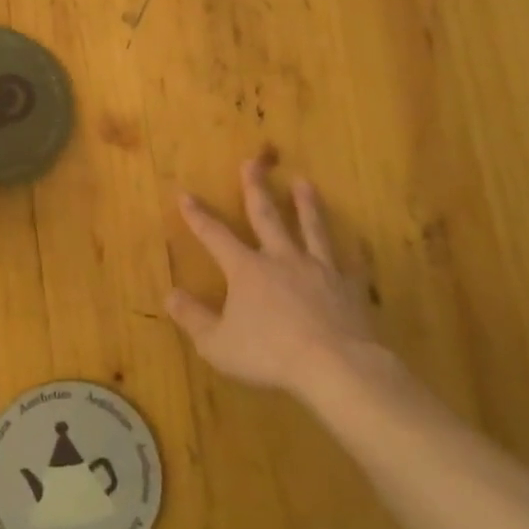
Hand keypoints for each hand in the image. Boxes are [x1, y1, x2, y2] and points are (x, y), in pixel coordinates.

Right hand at [167, 158, 393, 399]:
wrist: (334, 366)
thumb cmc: (269, 355)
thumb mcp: (217, 344)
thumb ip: (193, 318)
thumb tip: (171, 294)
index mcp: (247, 270)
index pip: (215, 235)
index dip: (198, 216)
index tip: (185, 193)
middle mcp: (282, 260)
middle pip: (266, 216)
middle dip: (256, 188)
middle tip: (253, 161)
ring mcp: (318, 270)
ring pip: (310, 230)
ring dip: (306, 205)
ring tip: (304, 183)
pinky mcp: (349, 288)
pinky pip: (351, 266)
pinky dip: (353, 254)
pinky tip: (358, 245)